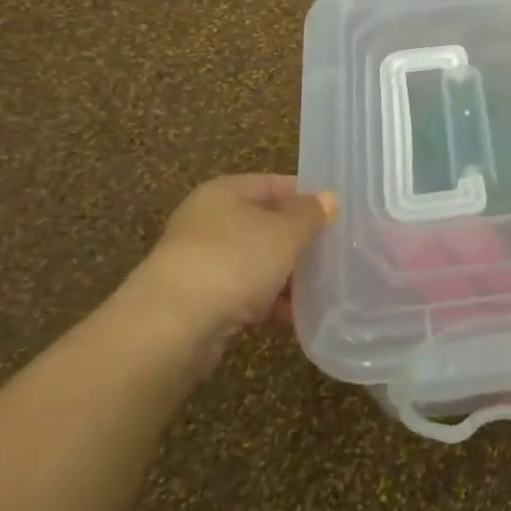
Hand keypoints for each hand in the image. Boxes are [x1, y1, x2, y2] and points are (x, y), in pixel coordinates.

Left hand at [119, 175, 336, 348]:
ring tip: (323, 289)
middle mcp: (209, 222)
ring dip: (286, 276)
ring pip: (256, 262)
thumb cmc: (233, 261)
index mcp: (225, 193)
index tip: (339, 213)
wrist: (171, 326)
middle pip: (265, 224)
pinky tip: (295, 317)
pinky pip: (244, 295)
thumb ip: (310, 215)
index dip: (307, 196)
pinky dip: (268, 304)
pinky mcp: (200, 302)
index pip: (274, 184)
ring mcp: (202, 263)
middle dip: (299, 240)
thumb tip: (329, 199)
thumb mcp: (284, 232)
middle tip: (336, 252)